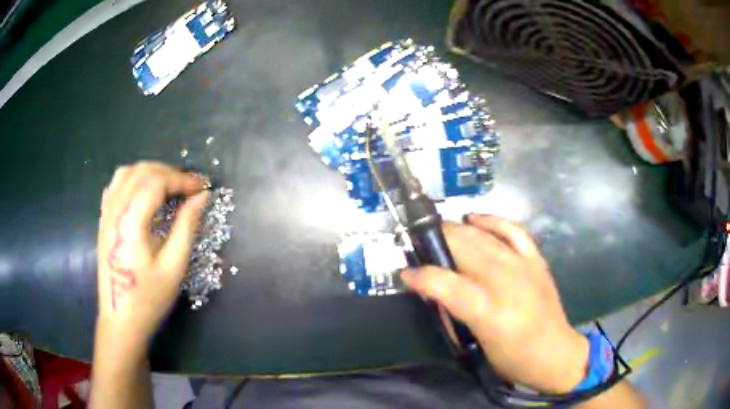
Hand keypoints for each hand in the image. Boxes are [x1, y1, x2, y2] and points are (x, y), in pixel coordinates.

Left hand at [96, 162, 207, 350]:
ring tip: (168, 186)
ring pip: (126, 173)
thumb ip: (187, 226)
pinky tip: (144, 192)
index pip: (156, 182)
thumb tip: (201, 197)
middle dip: (168, 172)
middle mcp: (115, 211)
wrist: (121, 320)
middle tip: (188, 187)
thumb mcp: (174, 266)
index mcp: (131, 222)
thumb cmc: (149, 298)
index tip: (202, 187)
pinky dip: (133, 179)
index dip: (181, 179)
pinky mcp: (103, 220)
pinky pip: (115, 185)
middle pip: (141, 172)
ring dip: (150, 172)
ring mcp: (106, 214)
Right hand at [402, 214, 588, 393]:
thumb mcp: (478, 342)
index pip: (447, 285)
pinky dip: (491, 221)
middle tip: (419, 247)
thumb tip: (432, 290)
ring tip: (439, 232)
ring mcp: (523, 266)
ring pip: (483, 237)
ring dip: (457, 230)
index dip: (422, 276)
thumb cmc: (512, 358)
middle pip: (464, 250)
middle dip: (436, 242)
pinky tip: (474, 218)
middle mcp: (507, 282)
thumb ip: (454, 313)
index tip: (406, 273)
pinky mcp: (535, 260)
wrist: (555, 354)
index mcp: (489, 312)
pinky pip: (512, 230)